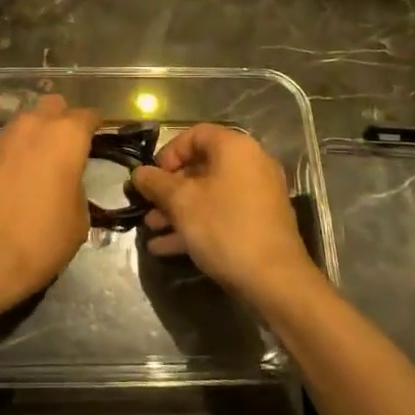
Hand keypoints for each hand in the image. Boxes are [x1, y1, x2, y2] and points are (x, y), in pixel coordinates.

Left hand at [0, 94, 99, 323]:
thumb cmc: (41, 239)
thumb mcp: (79, 219)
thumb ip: (78, 186)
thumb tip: (68, 182)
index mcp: (65, 136)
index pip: (88, 116)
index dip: (95, 127)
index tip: (99, 141)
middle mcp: (32, 126)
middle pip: (52, 107)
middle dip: (62, 121)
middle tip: (67, 149)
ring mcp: (1, 138)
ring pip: (24, 123)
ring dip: (34, 137)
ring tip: (39, 166)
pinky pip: (4, 144)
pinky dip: (12, 154)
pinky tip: (13, 179)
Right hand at [133, 124, 317, 301]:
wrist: (275, 280)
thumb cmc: (224, 228)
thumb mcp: (181, 202)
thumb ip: (156, 183)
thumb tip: (139, 173)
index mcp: (235, 148)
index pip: (195, 134)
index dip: (169, 153)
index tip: (152, 177)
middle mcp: (251, 164)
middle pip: (201, 166)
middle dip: (169, 188)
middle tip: (148, 205)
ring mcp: (258, 195)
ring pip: (210, 194)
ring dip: (178, 209)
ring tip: (152, 229)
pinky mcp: (260, 222)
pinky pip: (223, 214)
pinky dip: (197, 224)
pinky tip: (167, 247)